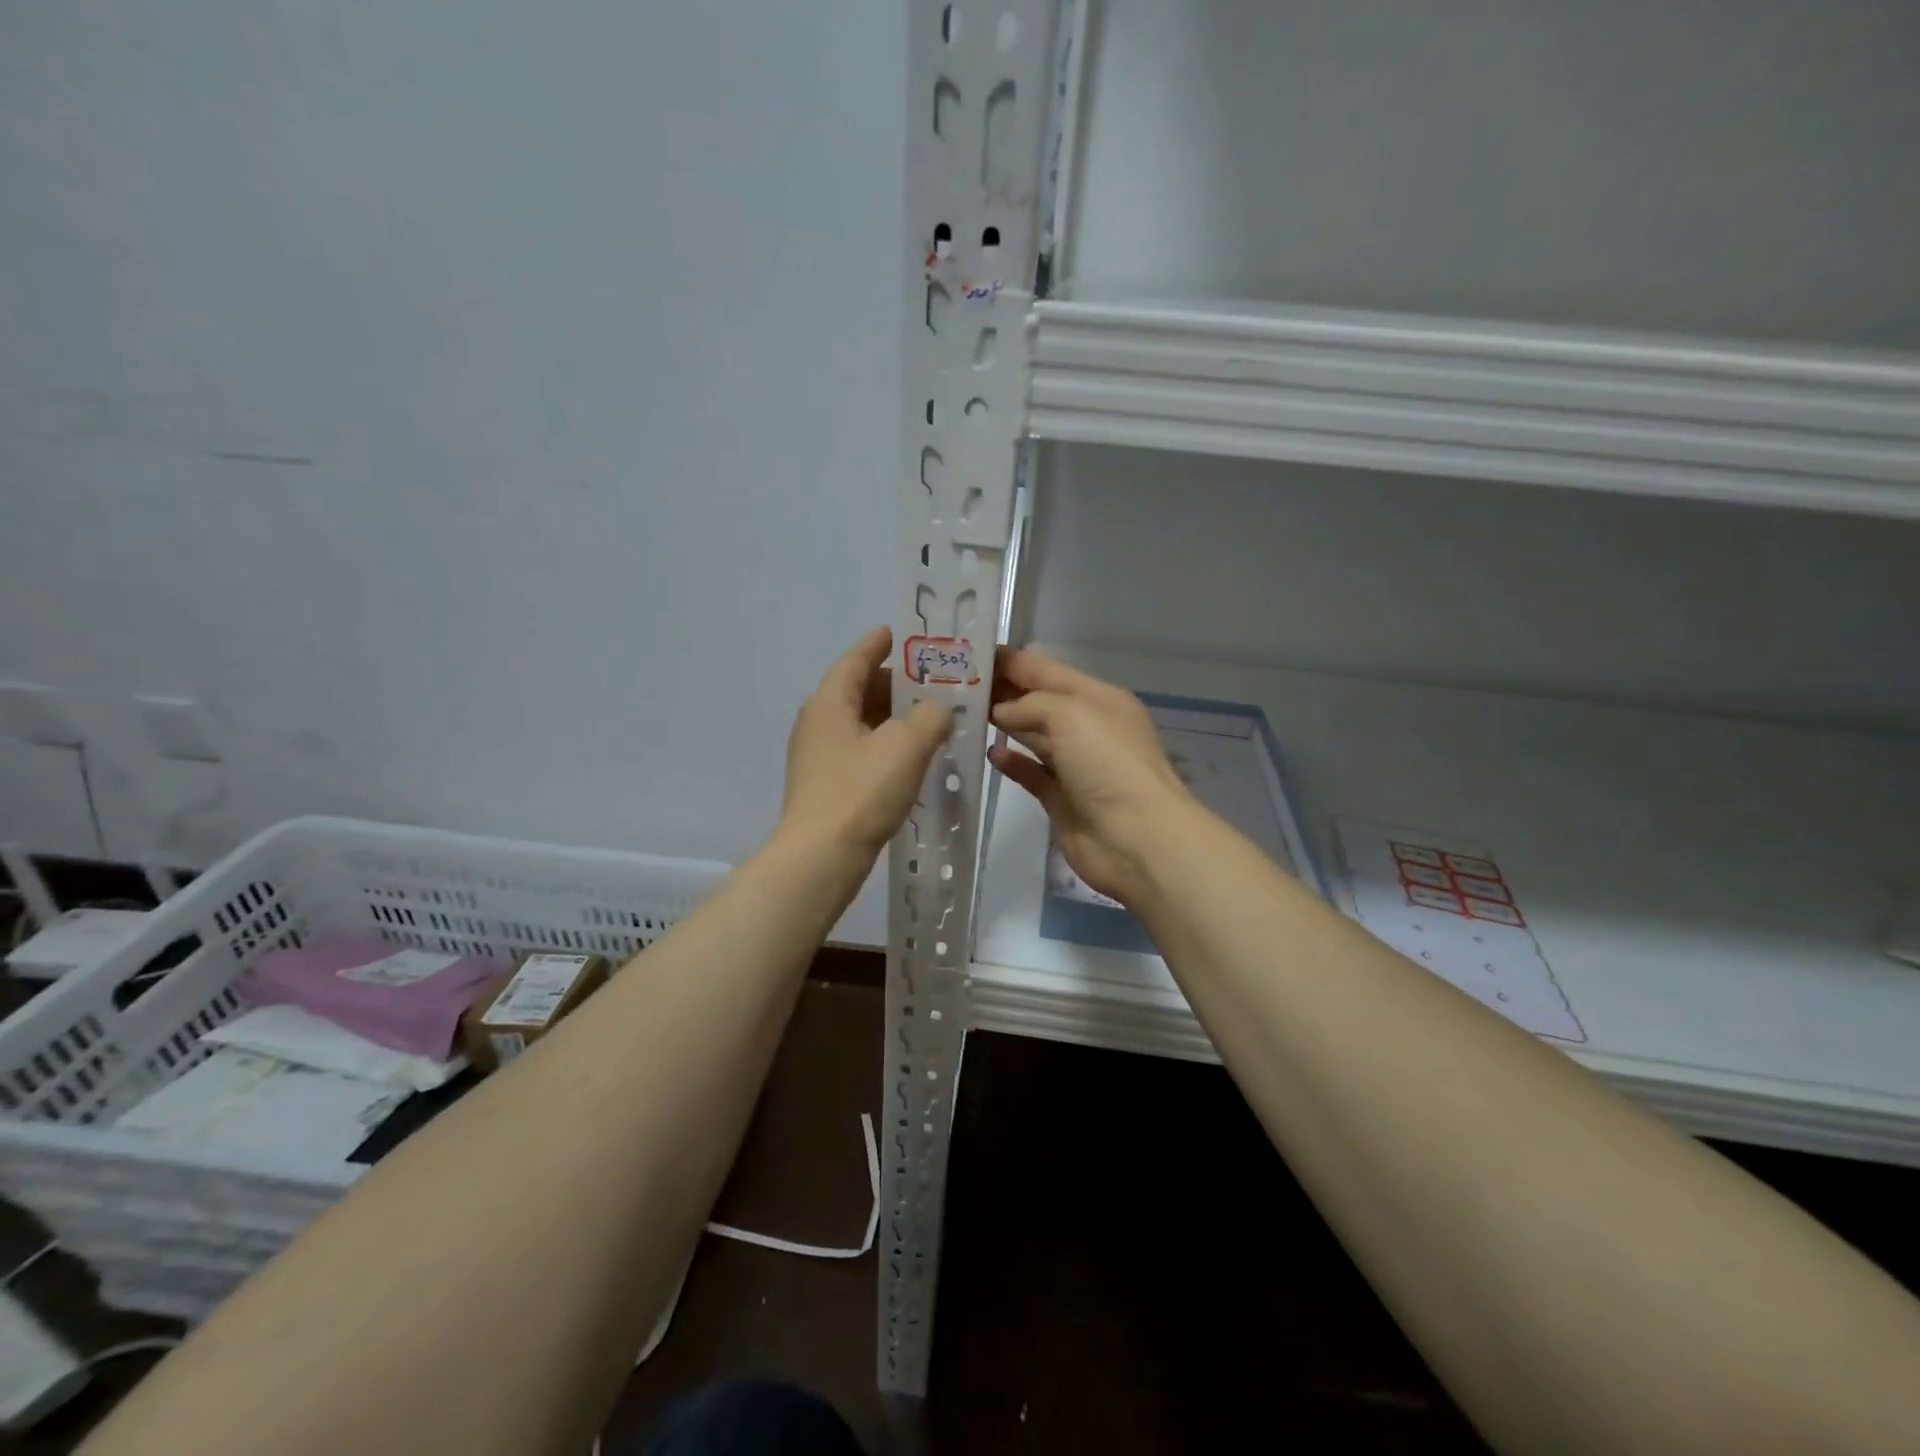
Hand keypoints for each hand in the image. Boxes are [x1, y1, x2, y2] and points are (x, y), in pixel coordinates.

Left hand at [780, 627, 951, 864]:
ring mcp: (818, 756)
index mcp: (829, 702)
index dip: (878, 644)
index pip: (855, 660)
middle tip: (934, 681)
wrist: (821, 858)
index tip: (899, 633)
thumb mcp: (907, 745)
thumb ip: (931, 717)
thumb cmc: (860, 792)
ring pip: (861, 722)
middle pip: (858, 690)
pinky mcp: (826, 784)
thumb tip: (937, 711)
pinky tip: (912, 757)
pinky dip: (886, 744)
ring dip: (894, 717)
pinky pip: (860, 750)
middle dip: (896, 684)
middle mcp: (818, 722)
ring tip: (931, 717)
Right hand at [988, 649, 1198, 905]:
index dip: (1010, 661)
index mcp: (1097, 698)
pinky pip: (1031, 773)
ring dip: (1003, 723)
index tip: (970, 654)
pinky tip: (989, 753)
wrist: (1136, 838)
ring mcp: (1075, 765)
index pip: (1046, 670)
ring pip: (1033, 735)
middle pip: (1037, 701)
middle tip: (954, 684)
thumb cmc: (1108, 763)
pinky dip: (1012, 762)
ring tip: (963, 713)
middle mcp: (1087, 727)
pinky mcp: (1061, 799)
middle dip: (1002, 690)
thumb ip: (1030, 704)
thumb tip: (1001, 712)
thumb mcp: (1071, 713)